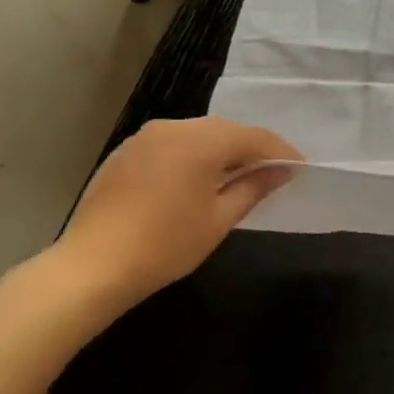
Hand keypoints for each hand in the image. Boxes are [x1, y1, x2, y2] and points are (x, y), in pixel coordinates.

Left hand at [51, 117, 300, 311]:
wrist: (94, 265)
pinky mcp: (127, 152)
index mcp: (201, 141)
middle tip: (272, 173)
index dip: (280, 152)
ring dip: (222, 151)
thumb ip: (253, 187)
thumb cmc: (167, 245)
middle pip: (225, 130)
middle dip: (251, 149)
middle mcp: (174, 127)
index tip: (299, 169)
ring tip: (237, 177)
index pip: (254, 137)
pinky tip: (198, 180)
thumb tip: (280, 171)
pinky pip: (173, 144)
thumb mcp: (220, 219)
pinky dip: (193, 156)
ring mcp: (146, 137)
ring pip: (198, 134)